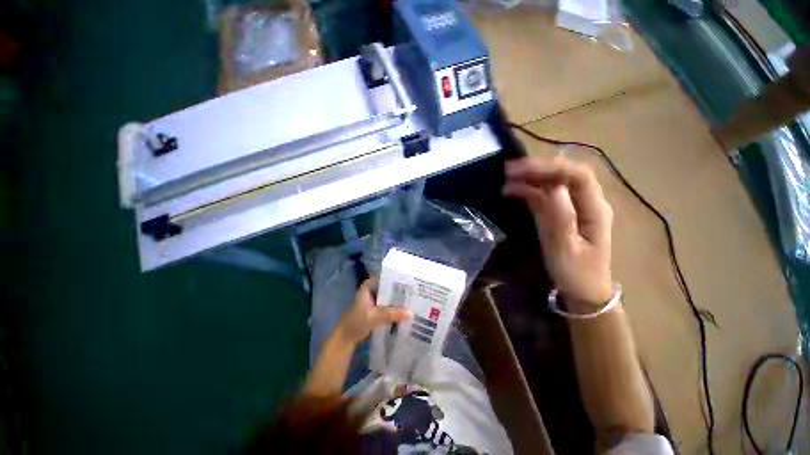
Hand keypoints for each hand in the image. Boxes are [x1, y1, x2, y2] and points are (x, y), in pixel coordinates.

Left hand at [334, 278, 410, 345]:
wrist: (344, 339)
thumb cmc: (355, 323)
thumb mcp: (374, 317)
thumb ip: (391, 313)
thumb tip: (410, 313)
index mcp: (369, 285)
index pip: (386, 278)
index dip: (398, 279)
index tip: (412, 282)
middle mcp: (372, 290)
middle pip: (389, 288)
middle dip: (401, 292)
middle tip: (416, 294)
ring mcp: (374, 300)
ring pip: (389, 298)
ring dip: (398, 301)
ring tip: (414, 302)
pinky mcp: (376, 310)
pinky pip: (388, 306)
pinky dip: (395, 309)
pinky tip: (406, 312)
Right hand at [504, 157, 613, 308]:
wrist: (583, 292)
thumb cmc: (576, 274)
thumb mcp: (565, 249)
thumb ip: (560, 218)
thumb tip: (551, 187)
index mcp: (594, 209)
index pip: (578, 175)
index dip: (551, 167)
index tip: (522, 170)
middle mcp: (587, 202)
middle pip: (566, 174)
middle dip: (538, 168)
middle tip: (509, 169)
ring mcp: (574, 207)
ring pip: (554, 182)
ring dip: (531, 177)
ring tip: (507, 177)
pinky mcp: (562, 214)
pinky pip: (546, 195)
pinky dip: (529, 190)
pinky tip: (513, 190)